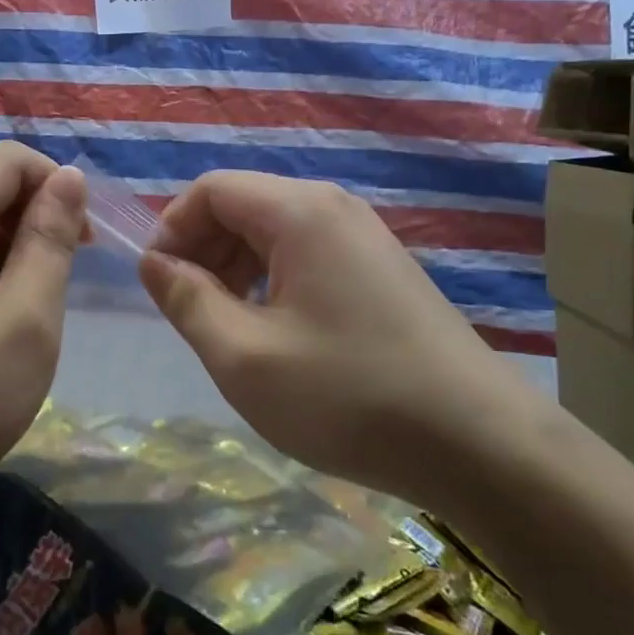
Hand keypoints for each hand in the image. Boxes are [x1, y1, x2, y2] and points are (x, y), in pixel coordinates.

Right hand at [139, 172, 525, 487]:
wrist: (479, 444)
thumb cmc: (347, 395)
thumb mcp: (243, 356)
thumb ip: (187, 300)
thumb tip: (154, 262)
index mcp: (299, 212)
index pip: (212, 190)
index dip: (172, 228)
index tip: (159, 284)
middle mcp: (334, 208)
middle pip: (243, 205)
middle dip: (203, 249)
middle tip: (189, 311)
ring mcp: (365, 238)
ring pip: (275, 232)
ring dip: (235, 268)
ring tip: (228, 326)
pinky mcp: (382, 271)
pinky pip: (308, 256)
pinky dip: (273, 281)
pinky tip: (276, 333)